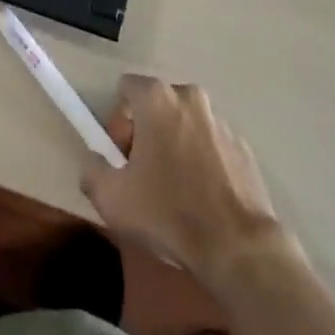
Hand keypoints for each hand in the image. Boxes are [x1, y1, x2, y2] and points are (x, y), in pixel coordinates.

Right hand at [80, 75, 292, 290]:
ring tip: (175, 191)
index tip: (121, 156)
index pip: (126, 88)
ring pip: (185, 123)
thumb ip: (93, 171)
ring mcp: (219, 119)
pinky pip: (211, 143)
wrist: (237, 247)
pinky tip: (202, 198)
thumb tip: (95, 161)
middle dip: (146, 132)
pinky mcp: (241, 145)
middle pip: (156, 104)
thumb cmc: (169, 214)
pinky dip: (202, 160)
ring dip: (175, 145)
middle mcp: (189, 97)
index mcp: (157, 99)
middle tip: (143, 175)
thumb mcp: (113, 200)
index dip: (118, 120)